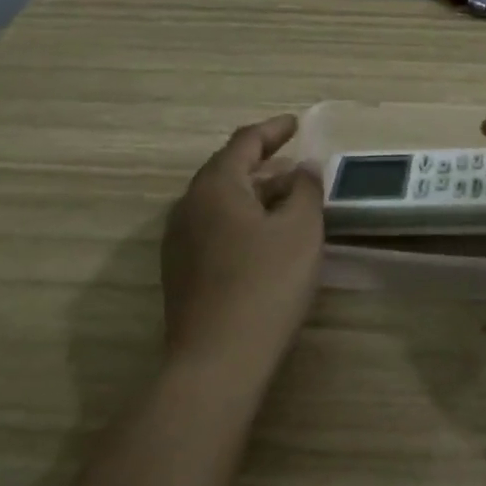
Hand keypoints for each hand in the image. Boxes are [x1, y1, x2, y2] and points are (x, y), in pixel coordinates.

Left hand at [161, 115, 324, 384]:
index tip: (296, 124)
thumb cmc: (265, 284)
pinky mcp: (181, 271)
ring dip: (253, 193)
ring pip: (220, 201)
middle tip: (295, 163)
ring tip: (286, 198)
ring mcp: (179, 239)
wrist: (215, 361)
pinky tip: (263, 237)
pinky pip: (214, 227)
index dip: (273, 129)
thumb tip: (303, 168)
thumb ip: (305, 189)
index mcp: (216, 185)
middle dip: (263, 162)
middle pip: (228, 169)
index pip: (245, 141)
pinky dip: (241, 218)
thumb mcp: (301, 230)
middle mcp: (189, 204)